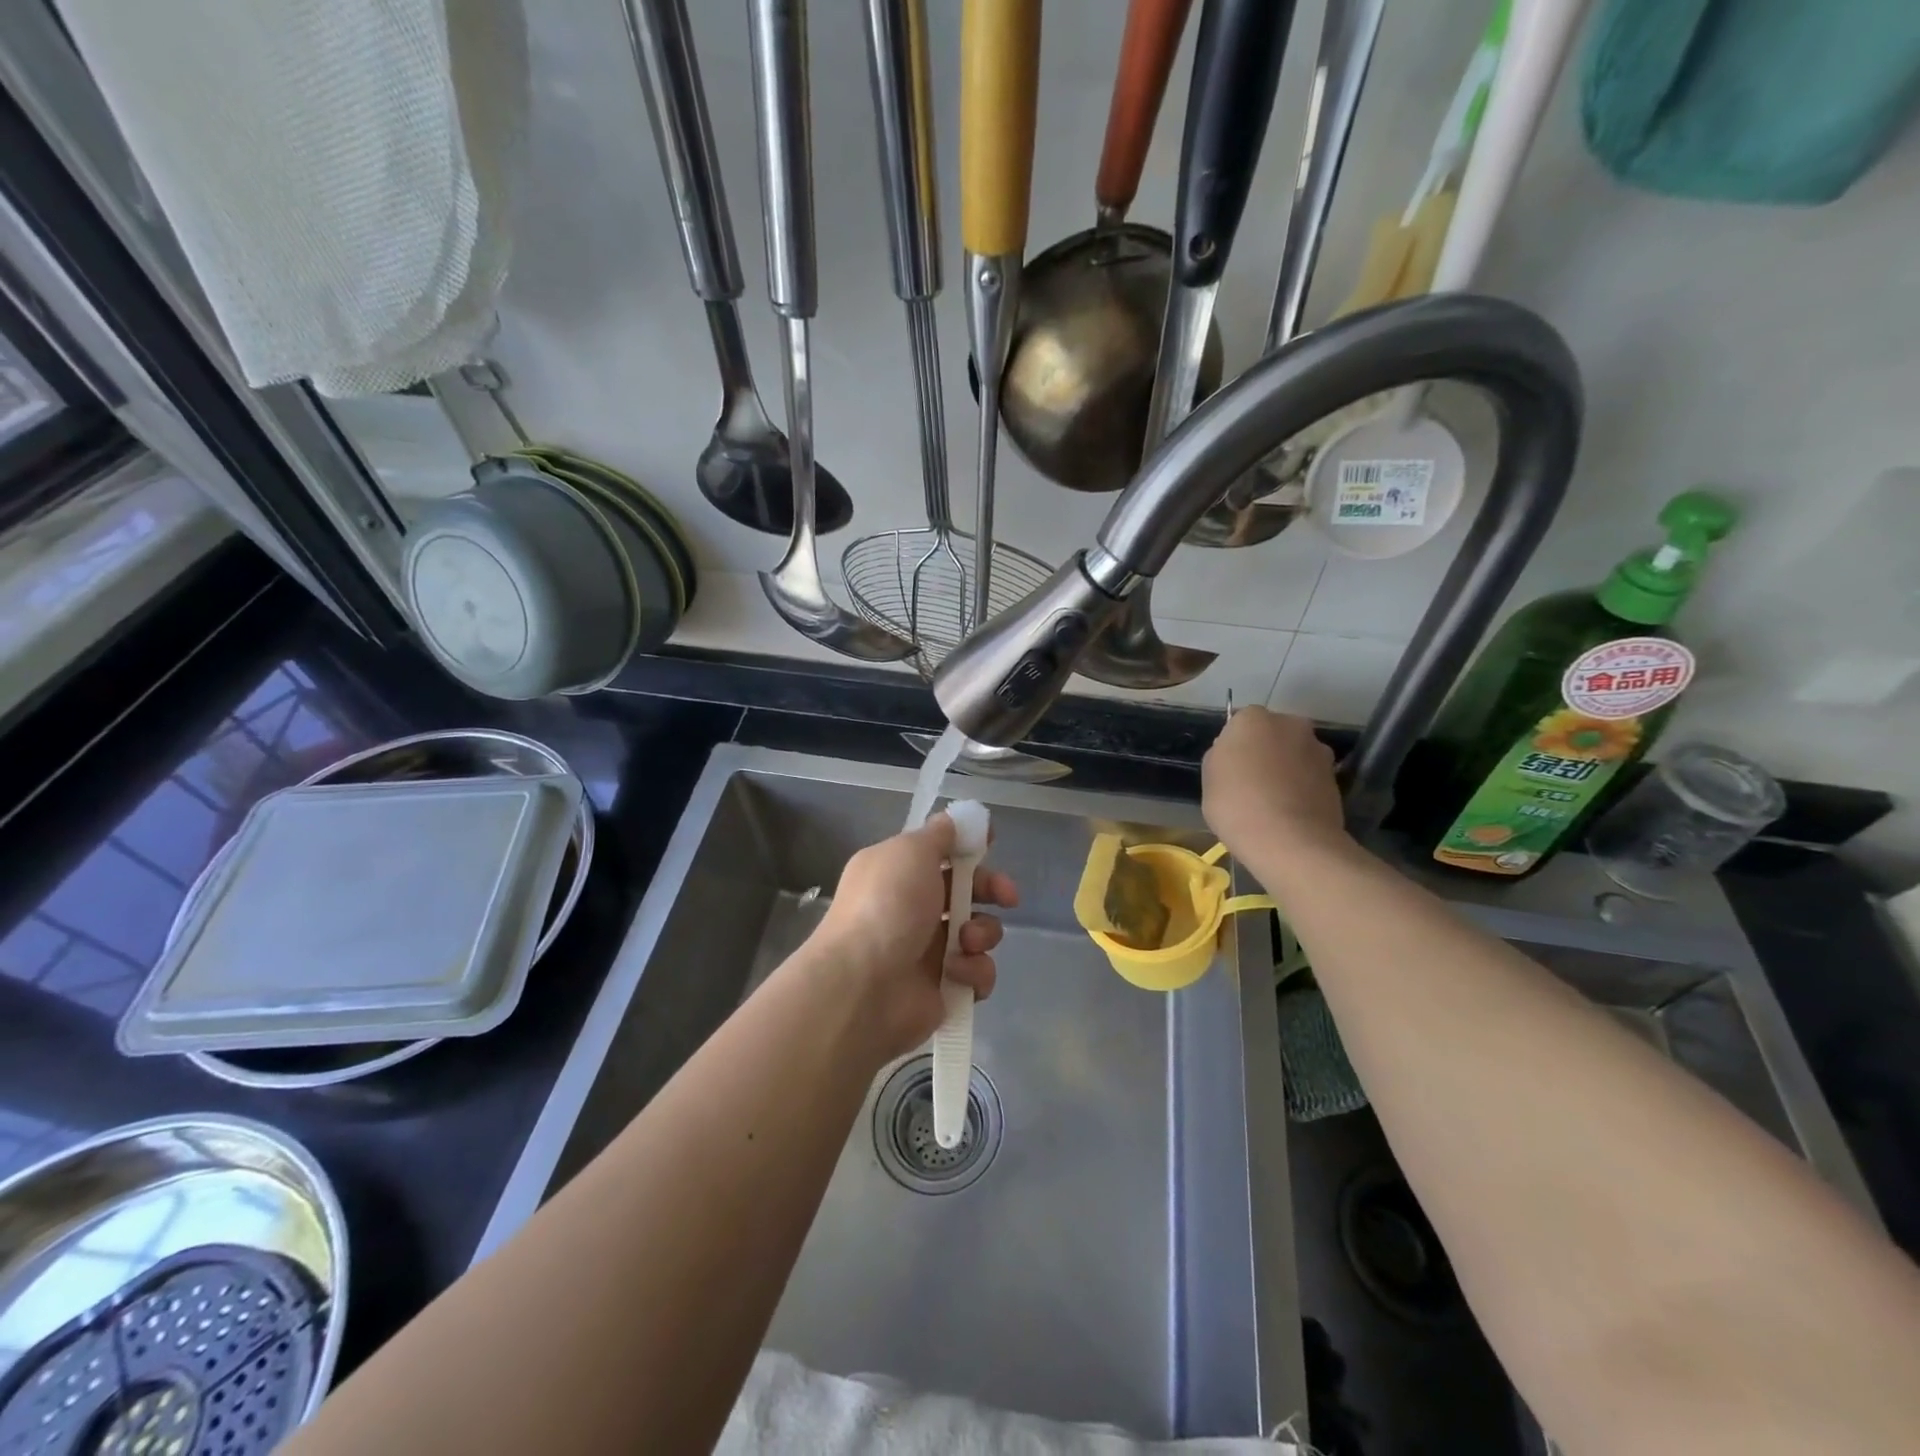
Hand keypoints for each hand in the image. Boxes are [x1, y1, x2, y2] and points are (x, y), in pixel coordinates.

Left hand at [800, 812, 1018, 1062]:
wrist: (862, 986)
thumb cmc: (886, 906)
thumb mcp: (910, 851)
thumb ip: (938, 835)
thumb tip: (953, 822)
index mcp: (897, 871)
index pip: (940, 852)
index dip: (968, 847)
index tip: (991, 843)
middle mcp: (911, 908)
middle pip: (967, 891)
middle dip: (991, 889)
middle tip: (1007, 896)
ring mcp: (928, 951)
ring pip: (978, 932)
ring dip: (982, 932)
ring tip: (966, 942)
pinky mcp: (943, 988)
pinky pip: (977, 974)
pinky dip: (974, 972)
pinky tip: (956, 973)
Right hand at [1202, 707, 1348, 864]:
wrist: (1290, 842)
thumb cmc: (1236, 805)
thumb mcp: (1209, 779)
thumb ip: (1221, 757)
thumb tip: (1236, 756)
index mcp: (1253, 719)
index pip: (1240, 724)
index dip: (1234, 747)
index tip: (1229, 770)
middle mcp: (1291, 724)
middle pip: (1273, 735)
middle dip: (1265, 752)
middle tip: (1251, 783)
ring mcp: (1318, 750)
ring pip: (1294, 755)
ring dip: (1286, 770)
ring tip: (1273, 802)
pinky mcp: (1336, 778)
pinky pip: (1310, 777)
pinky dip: (1302, 788)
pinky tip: (1290, 813)